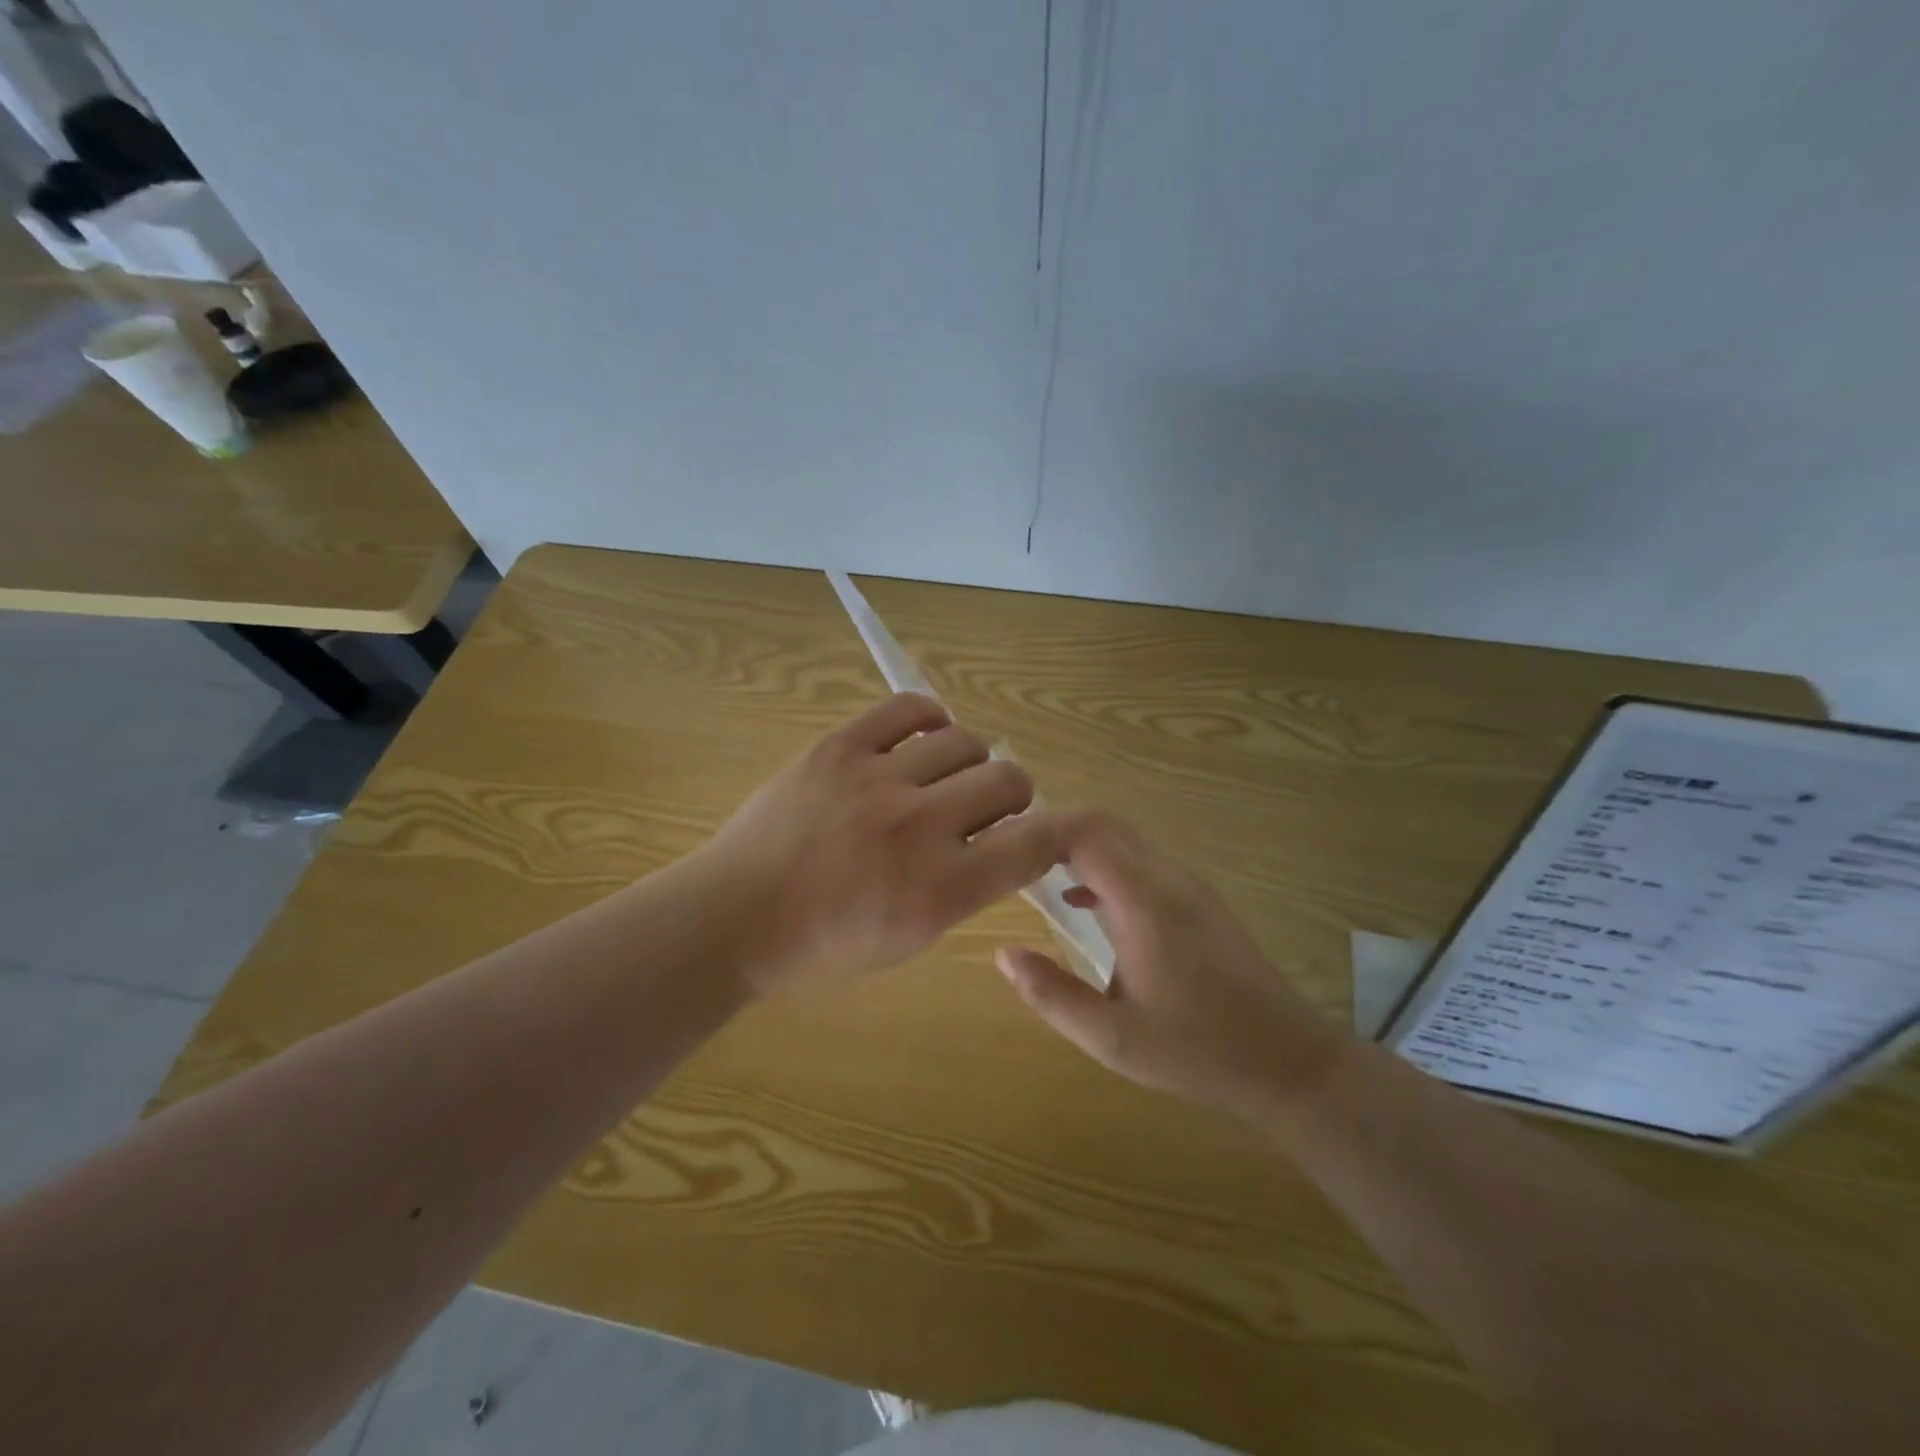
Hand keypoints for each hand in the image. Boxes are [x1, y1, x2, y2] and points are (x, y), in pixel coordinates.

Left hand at [702, 693, 1072, 996]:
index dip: (1059, 833)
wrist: (737, 915)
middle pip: (1009, 780)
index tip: (1051, 832)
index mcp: (941, 890)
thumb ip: (966, 890)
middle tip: (986, 808)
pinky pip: (909, 708)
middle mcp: (919, 826)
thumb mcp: (911, 938)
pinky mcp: (840, 747)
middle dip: (1012, 796)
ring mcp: (878, 779)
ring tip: (947, 776)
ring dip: (971, 760)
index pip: (1035, 844)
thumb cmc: (825, 944)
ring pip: (966, 740)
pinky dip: (930, 719)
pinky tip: (924, 738)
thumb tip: (1005, 843)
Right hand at [996, 812, 1346, 1118]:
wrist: (1286, 1059)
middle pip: (1103, 824)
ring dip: (1077, 846)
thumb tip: (1003, 953)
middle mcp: (1167, 878)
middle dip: (1053, 831)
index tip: (1003, 850)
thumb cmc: (1197, 1050)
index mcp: (1144, 902)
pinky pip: (1141, 861)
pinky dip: (1103, 865)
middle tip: (1010, 858)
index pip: (1085, 833)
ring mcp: (1187, 885)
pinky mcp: (1197, 900)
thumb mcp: (1112, 1037)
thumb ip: (1051, 994)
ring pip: (1123, 839)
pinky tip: (1083, 902)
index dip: (1039, 831)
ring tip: (1034, 873)